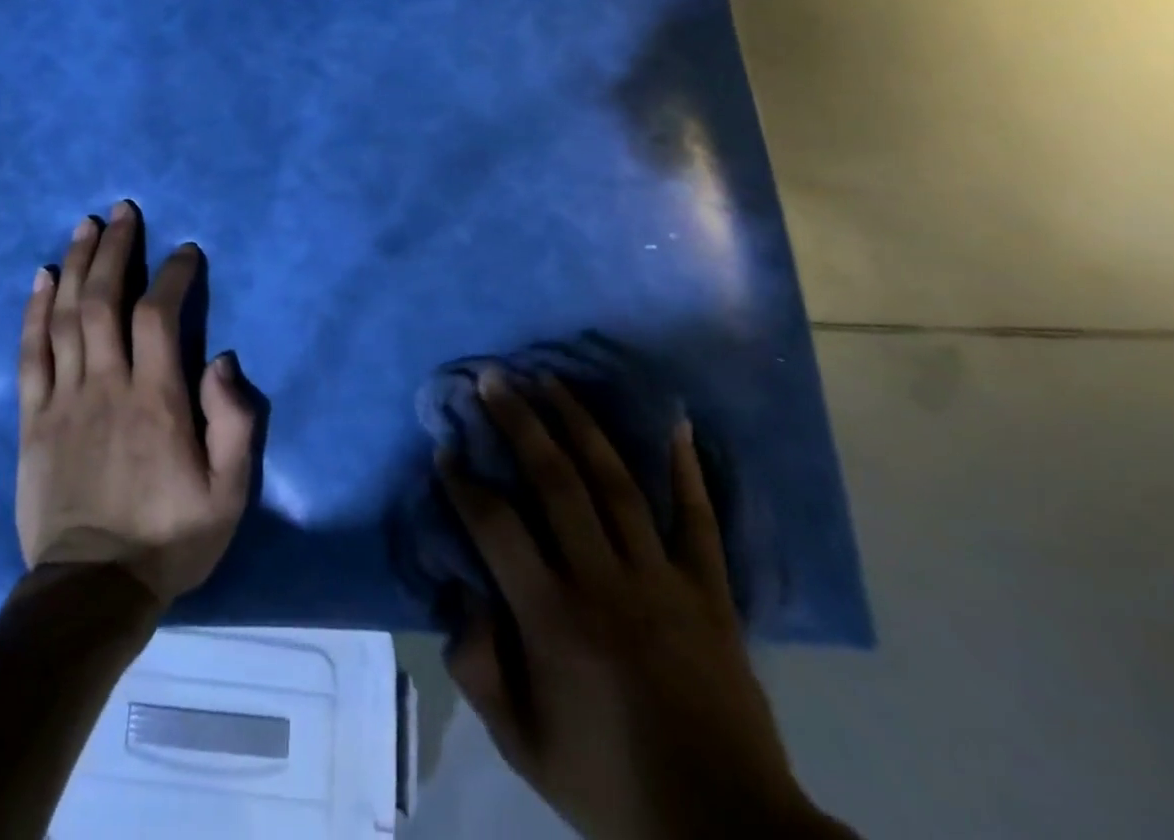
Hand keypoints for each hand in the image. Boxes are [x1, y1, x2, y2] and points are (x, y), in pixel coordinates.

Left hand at [15, 202, 258, 607]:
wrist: (91, 590)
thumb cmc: (169, 537)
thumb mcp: (228, 493)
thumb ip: (235, 423)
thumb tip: (222, 360)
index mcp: (156, 400)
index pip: (159, 315)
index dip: (172, 274)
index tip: (185, 251)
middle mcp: (106, 385)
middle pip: (105, 300)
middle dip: (116, 249)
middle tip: (123, 211)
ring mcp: (63, 399)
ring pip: (66, 316)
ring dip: (77, 265)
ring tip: (86, 225)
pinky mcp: (33, 419)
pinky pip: (30, 353)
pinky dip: (34, 311)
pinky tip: (42, 277)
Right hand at [439, 369, 847, 839]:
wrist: (727, 836)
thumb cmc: (611, 785)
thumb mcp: (522, 745)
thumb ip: (477, 668)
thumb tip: (460, 594)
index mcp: (552, 618)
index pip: (496, 525)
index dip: (464, 481)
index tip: (446, 446)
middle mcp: (603, 582)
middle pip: (554, 480)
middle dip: (518, 421)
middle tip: (494, 378)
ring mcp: (661, 580)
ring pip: (614, 482)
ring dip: (578, 423)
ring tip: (550, 380)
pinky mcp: (709, 592)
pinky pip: (698, 519)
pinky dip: (686, 469)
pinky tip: (675, 421)